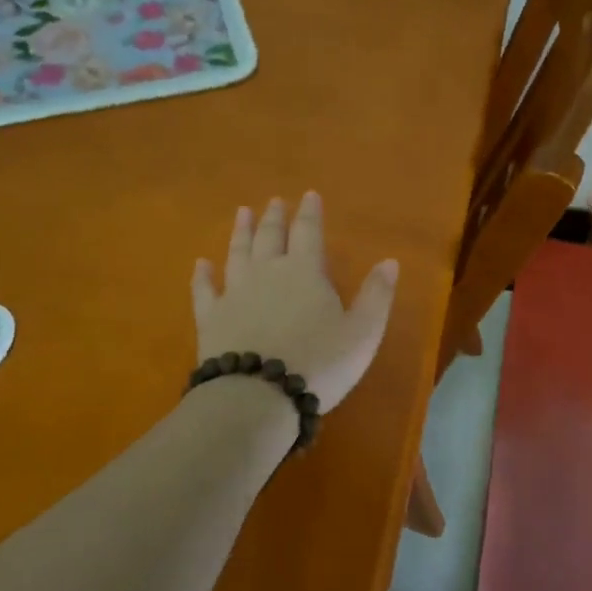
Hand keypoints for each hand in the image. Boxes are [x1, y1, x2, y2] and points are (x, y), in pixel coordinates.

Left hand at [191, 192, 399, 412]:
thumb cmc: (319, 363)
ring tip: (242, 213)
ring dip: (241, 232)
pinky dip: (203, 275)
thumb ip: (376, 295)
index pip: (309, 232)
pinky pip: (205, 290)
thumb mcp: (362, 332)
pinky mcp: (211, 318)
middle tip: (274, 201)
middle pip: (270, 237)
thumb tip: (390, 261)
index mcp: (306, 272)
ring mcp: (235, 293)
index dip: (310, 213)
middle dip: (275, 217)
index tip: (309, 195)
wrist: (258, 395)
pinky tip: (201, 264)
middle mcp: (267, 273)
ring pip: (237, 254)